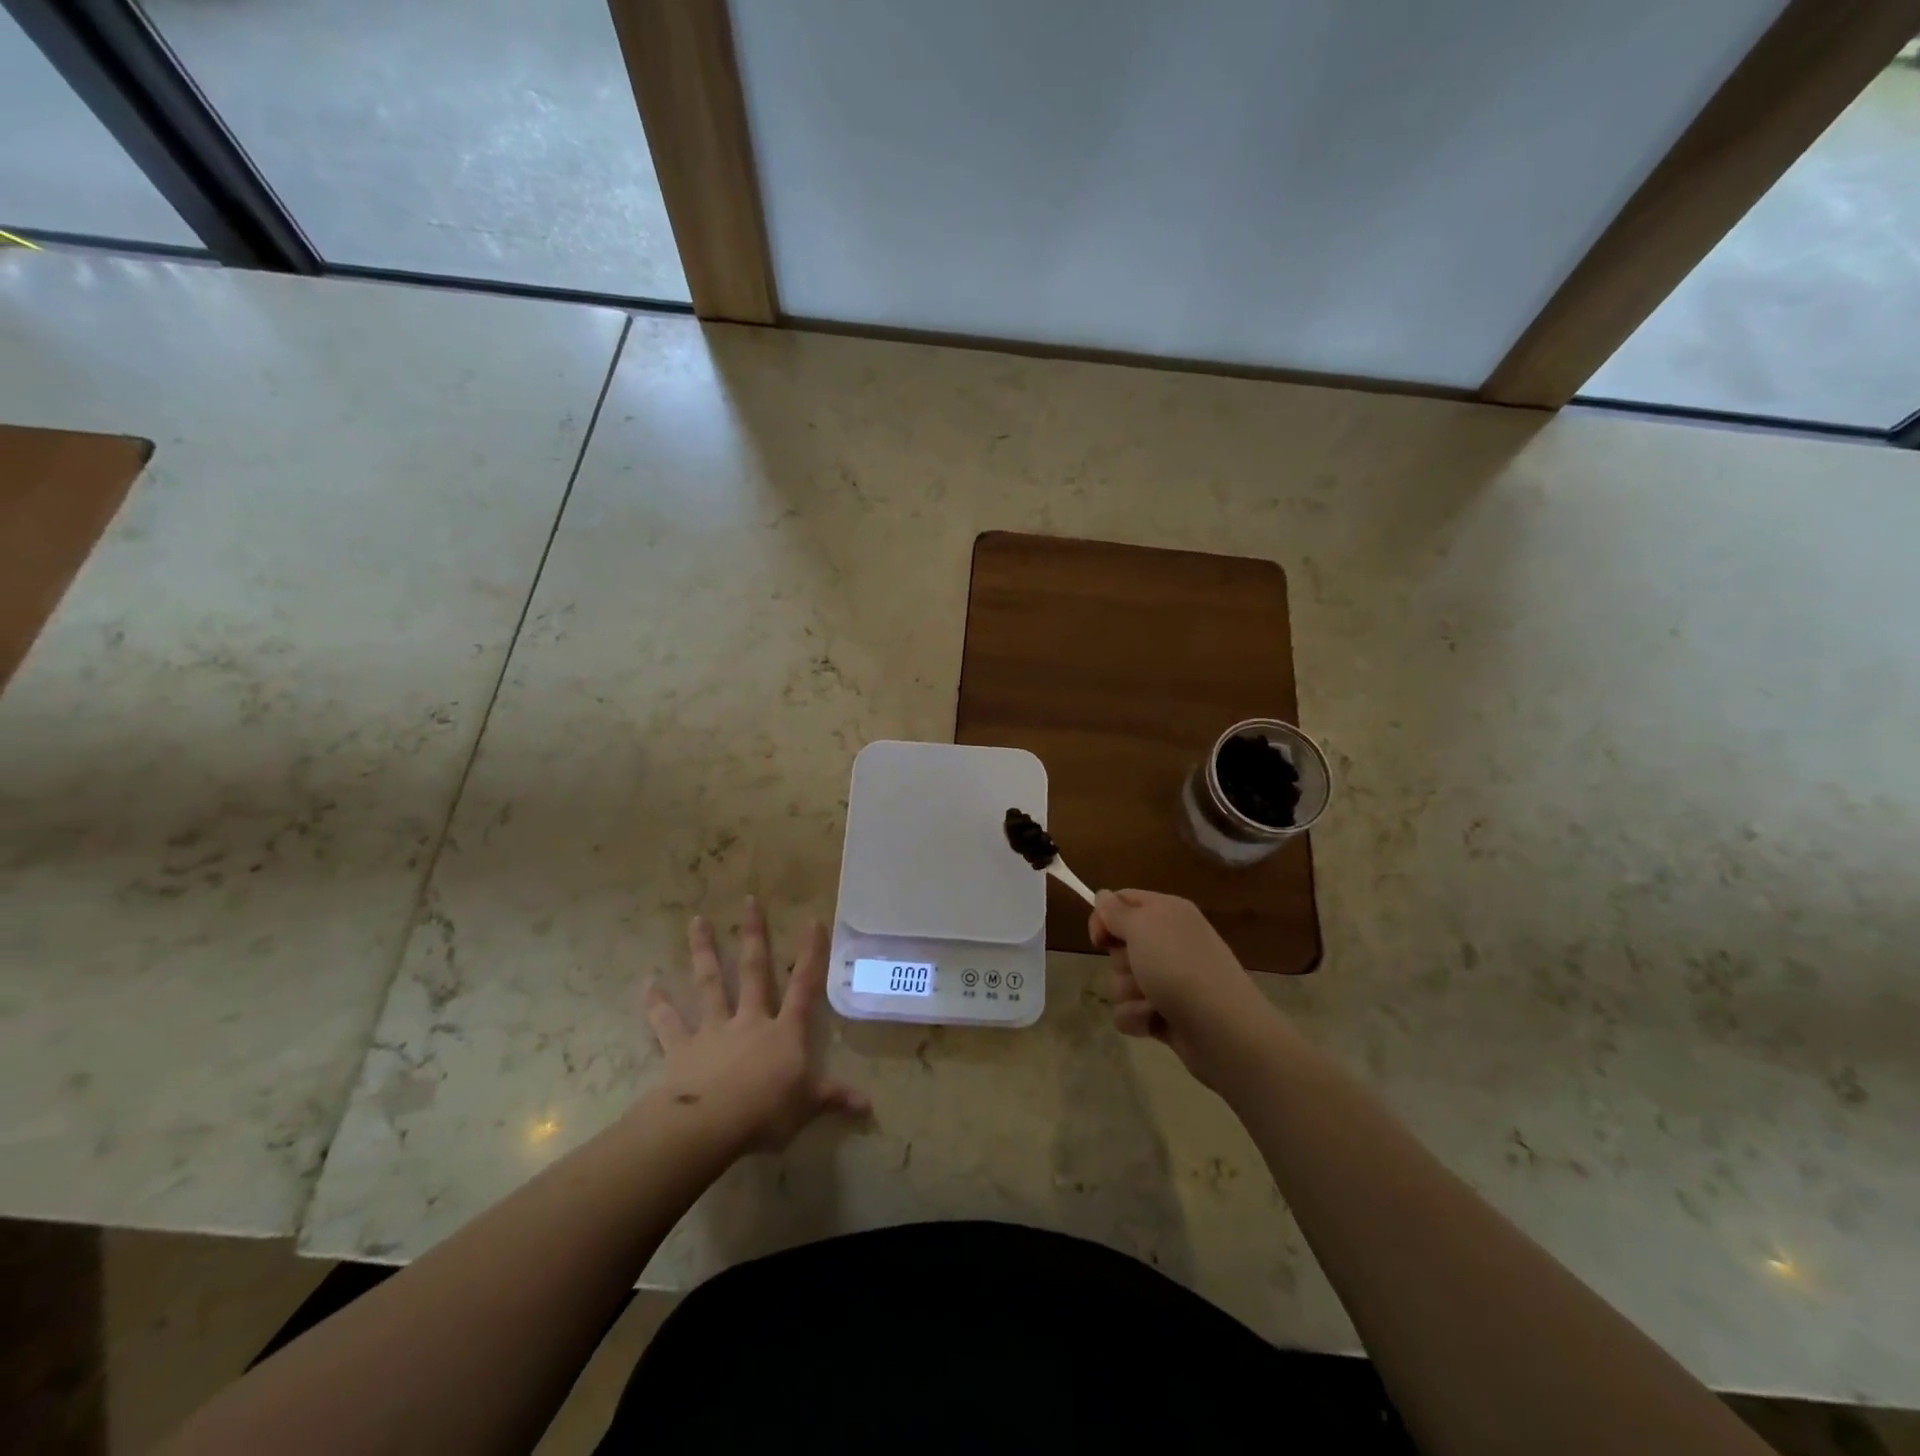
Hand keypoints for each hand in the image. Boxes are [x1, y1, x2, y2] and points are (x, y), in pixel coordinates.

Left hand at [645, 898, 868, 1152]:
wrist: (710, 1124)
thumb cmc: (766, 1112)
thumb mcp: (807, 1107)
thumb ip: (834, 1098)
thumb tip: (870, 1105)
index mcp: (784, 1032)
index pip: (804, 986)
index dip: (810, 954)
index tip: (812, 920)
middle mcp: (750, 1020)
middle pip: (753, 971)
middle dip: (752, 935)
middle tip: (748, 901)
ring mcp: (713, 1030)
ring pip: (710, 983)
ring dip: (703, 951)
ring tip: (696, 920)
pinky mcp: (682, 1048)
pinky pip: (668, 1022)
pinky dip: (657, 1003)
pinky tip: (648, 983)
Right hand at [1090, 889, 1282, 1088]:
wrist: (1222, 1029)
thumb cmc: (1179, 967)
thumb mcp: (1142, 927)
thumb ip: (1116, 911)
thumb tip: (1103, 895)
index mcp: (1167, 912)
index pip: (1123, 901)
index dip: (1104, 917)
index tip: (1098, 938)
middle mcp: (1168, 942)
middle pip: (1119, 944)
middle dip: (1120, 961)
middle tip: (1138, 967)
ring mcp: (1167, 979)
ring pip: (1121, 980)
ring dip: (1129, 992)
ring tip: (1153, 1001)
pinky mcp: (1164, 1012)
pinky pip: (1130, 1010)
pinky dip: (1138, 1017)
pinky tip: (1156, 1021)